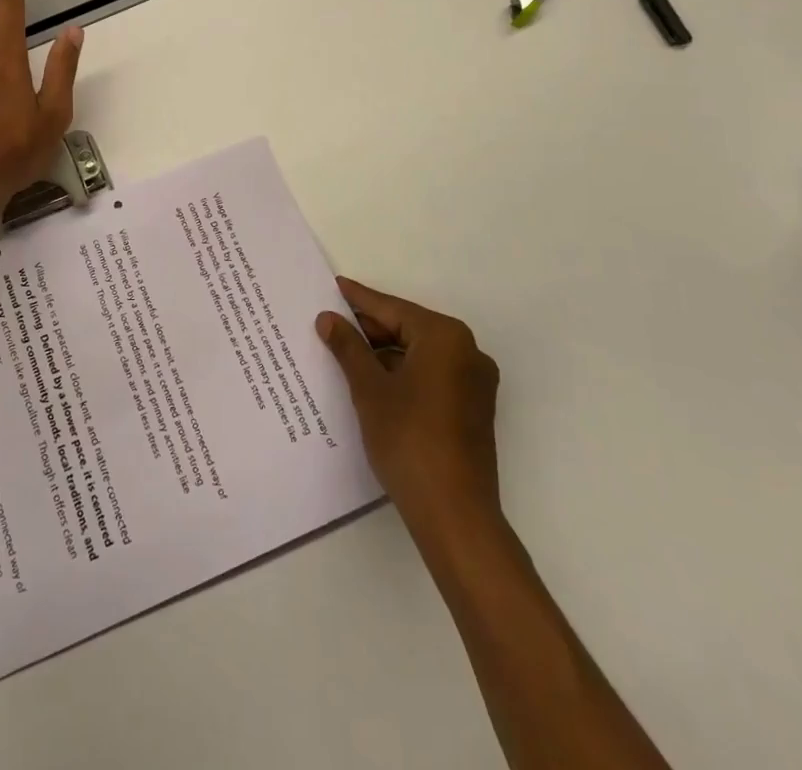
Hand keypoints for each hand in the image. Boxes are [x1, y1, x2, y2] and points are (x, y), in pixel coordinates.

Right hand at [317, 276, 501, 529]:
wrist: (454, 514)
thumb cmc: (409, 439)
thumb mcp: (369, 388)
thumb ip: (348, 348)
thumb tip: (328, 319)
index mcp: (445, 338)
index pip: (393, 309)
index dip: (359, 300)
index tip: (334, 286)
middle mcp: (467, 352)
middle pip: (408, 329)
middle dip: (370, 329)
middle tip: (331, 324)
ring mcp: (474, 383)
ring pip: (419, 354)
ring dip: (384, 353)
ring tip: (345, 353)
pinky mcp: (472, 409)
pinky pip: (431, 376)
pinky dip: (402, 373)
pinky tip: (372, 381)